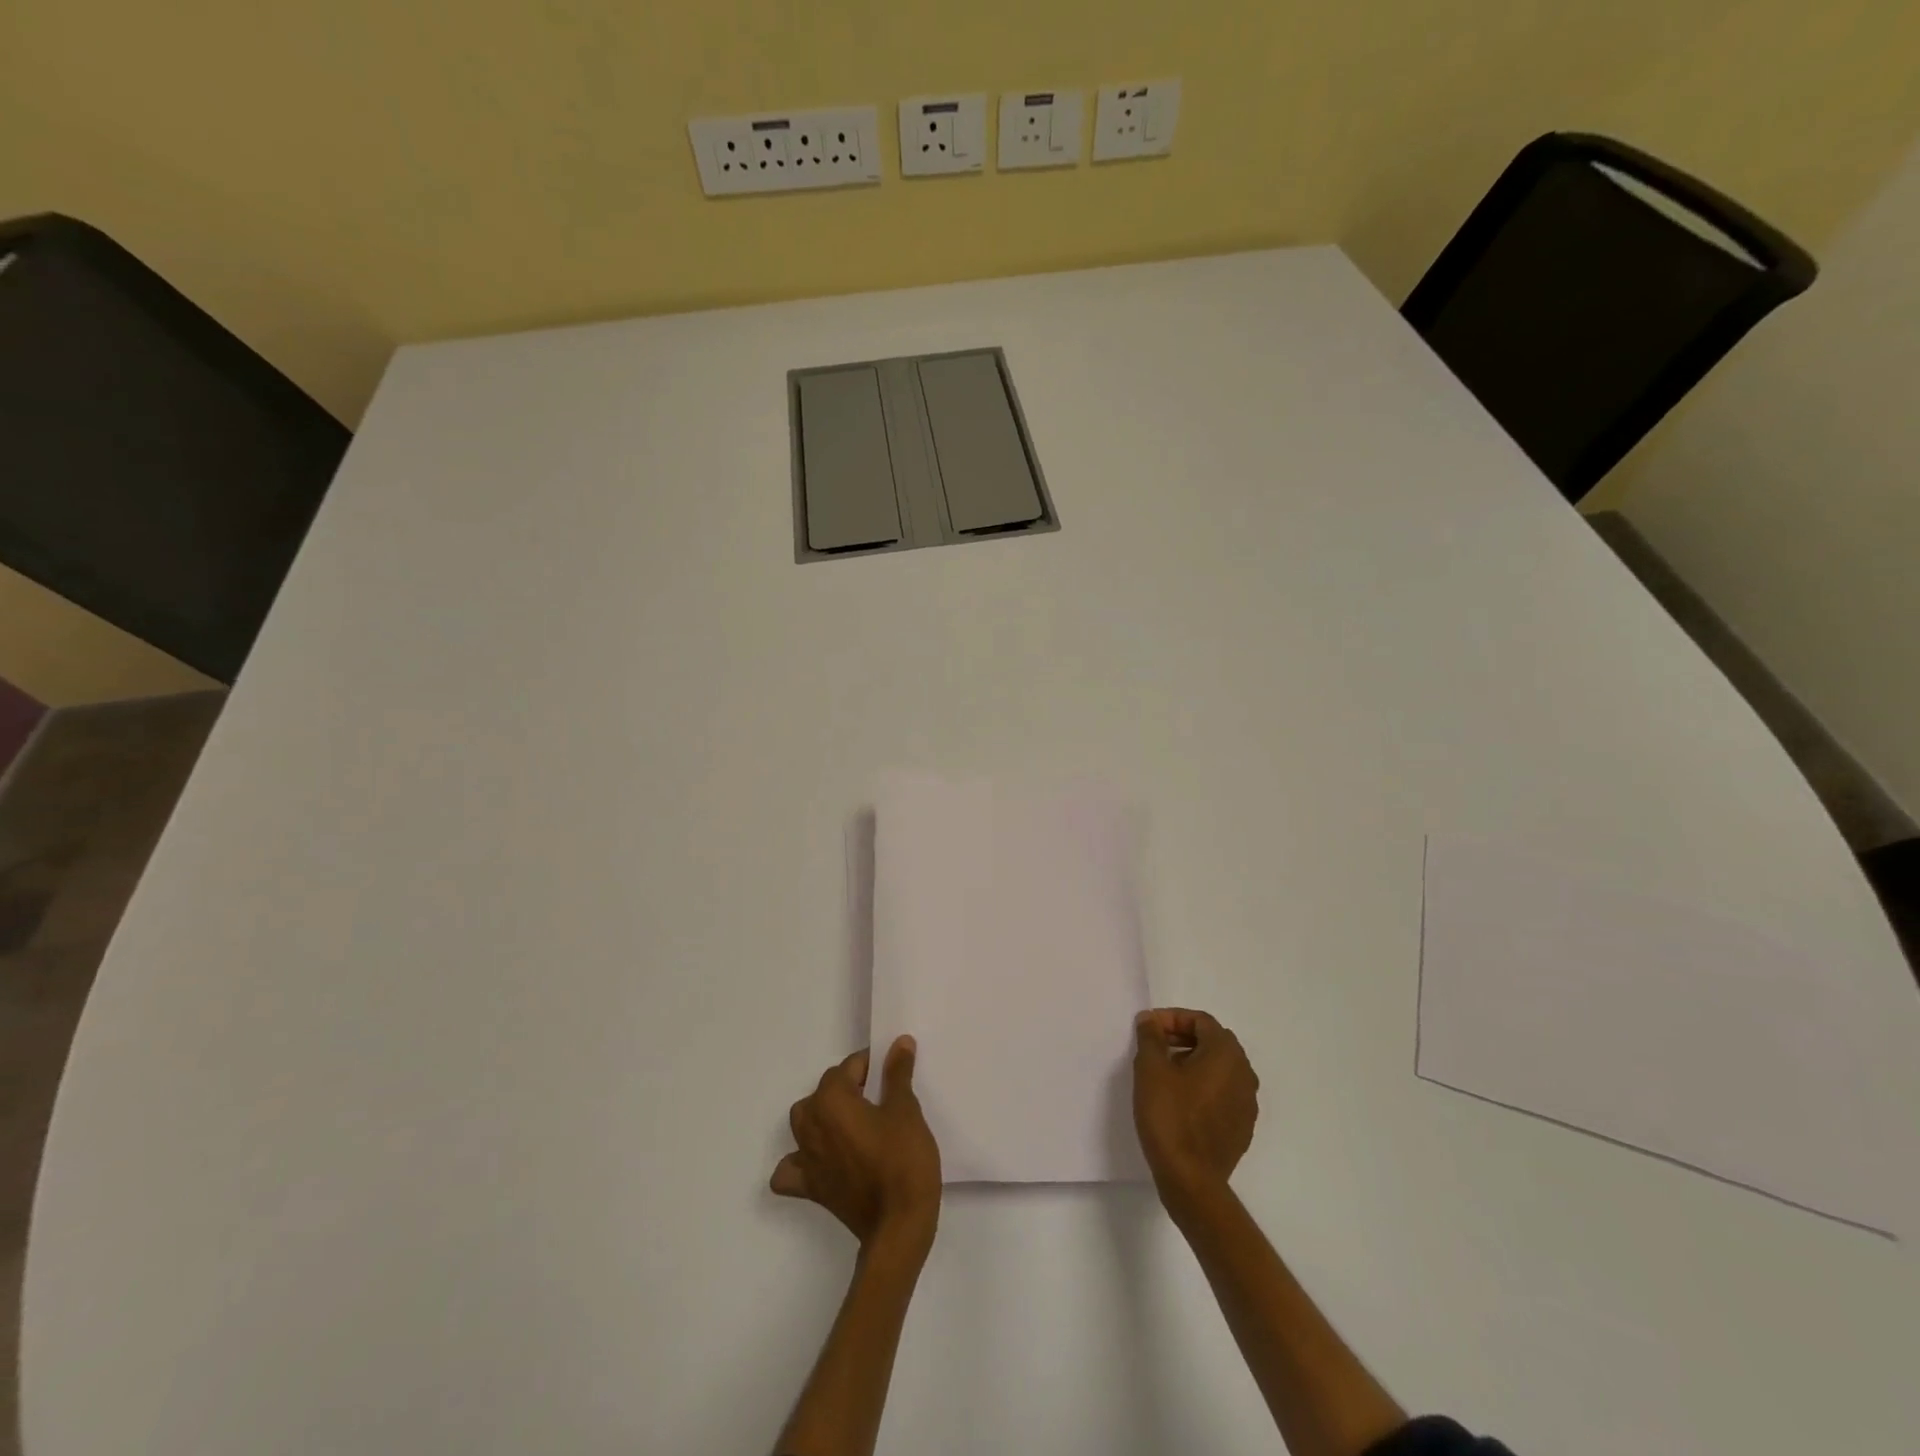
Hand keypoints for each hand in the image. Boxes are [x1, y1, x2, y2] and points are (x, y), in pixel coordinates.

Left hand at [772, 1036, 941, 1254]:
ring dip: (824, 1116)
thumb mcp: (906, 1110)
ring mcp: (805, 1158)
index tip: (893, 1072)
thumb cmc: (903, 1160)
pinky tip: (821, 1161)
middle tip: (882, 1098)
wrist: (899, 1226)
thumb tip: (899, 1043)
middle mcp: (810, 1124)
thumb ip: (897, 1073)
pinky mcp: (810, 1188)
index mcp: (831, 1100)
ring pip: (804, 1122)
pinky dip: (800, 1162)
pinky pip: (792, 1168)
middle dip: (850, 1088)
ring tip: (855, 1122)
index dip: (872, 1065)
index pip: (849, 1067)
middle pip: (826, 1091)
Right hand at [1133, 1008, 1259, 1208]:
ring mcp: (1247, 1103)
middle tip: (1155, 1046)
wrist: (1191, 1180)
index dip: (1172, 1018)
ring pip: (1220, 1068)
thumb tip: (1150, 1019)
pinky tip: (1181, 1101)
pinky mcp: (1242, 1127)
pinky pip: (1224, 1093)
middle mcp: (1244, 1073)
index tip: (1148, 1029)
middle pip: (1214, 1041)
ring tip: (1165, 1073)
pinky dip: (1204, 1086)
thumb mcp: (1151, 1069)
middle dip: (1183, 1037)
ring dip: (1194, 1061)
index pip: (1201, 1020)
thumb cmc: (1170, 1116)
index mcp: (1226, 1054)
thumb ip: (1151, 1037)